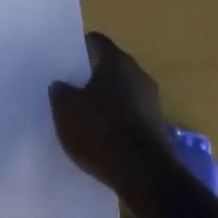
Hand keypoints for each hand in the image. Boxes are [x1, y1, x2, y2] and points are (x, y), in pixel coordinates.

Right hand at [49, 31, 166, 191]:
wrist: (143, 176)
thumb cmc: (100, 131)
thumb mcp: (65, 109)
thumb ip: (60, 91)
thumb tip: (61, 85)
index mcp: (117, 61)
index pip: (95, 41)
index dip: (76, 49)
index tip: (62, 62)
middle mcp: (138, 74)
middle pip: (109, 66)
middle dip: (90, 76)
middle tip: (68, 88)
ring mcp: (151, 101)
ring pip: (120, 91)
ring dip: (104, 100)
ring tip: (82, 115)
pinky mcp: (156, 127)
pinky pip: (129, 115)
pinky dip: (115, 121)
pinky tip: (100, 137)